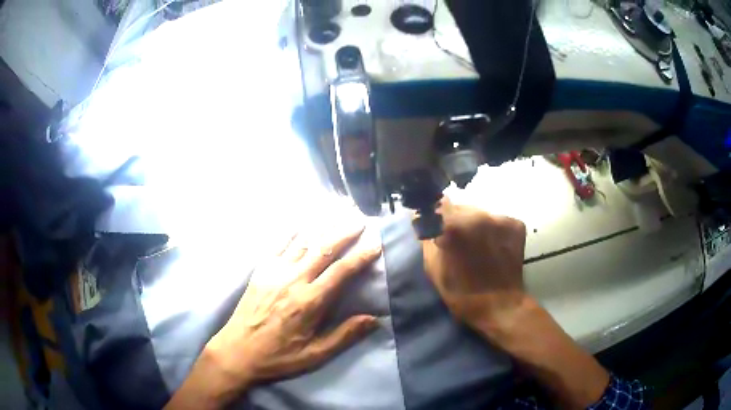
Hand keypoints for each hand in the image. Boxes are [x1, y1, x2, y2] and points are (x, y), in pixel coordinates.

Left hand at [166, 226, 380, 408]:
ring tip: (337, 213)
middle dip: (344, 232)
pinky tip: (301, 221)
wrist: (238, 350)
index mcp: (310, 302)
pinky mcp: (260, 270)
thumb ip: (344, 336)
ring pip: (303, 242)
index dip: (361, 256)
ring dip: (322, 226)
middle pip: (324, 249)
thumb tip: (374, 319)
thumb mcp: (315, 354)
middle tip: (359, 219)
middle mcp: (294, 280)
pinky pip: (278, 244)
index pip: (341, 272)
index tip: (375, 244)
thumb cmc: (279, 356)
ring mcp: (274, 272)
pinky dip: (292, 231)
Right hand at [421, 199, 528, 341]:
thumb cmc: (461, 292)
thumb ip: (425, 237)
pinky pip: (497, 220)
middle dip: (456, 220)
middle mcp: (477, 215)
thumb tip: (419, 215)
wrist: (500, 305)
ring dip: (475, 225)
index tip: (436, 227)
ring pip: (480, 213)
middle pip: (460, 208)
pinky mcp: (516, 224)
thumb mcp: (433, 267)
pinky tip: (494, 247)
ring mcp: (500, 218)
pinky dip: (493, 230)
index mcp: (453, 226)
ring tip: (478, 247)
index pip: (438, 205)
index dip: (436, 216)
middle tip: (458, 242)